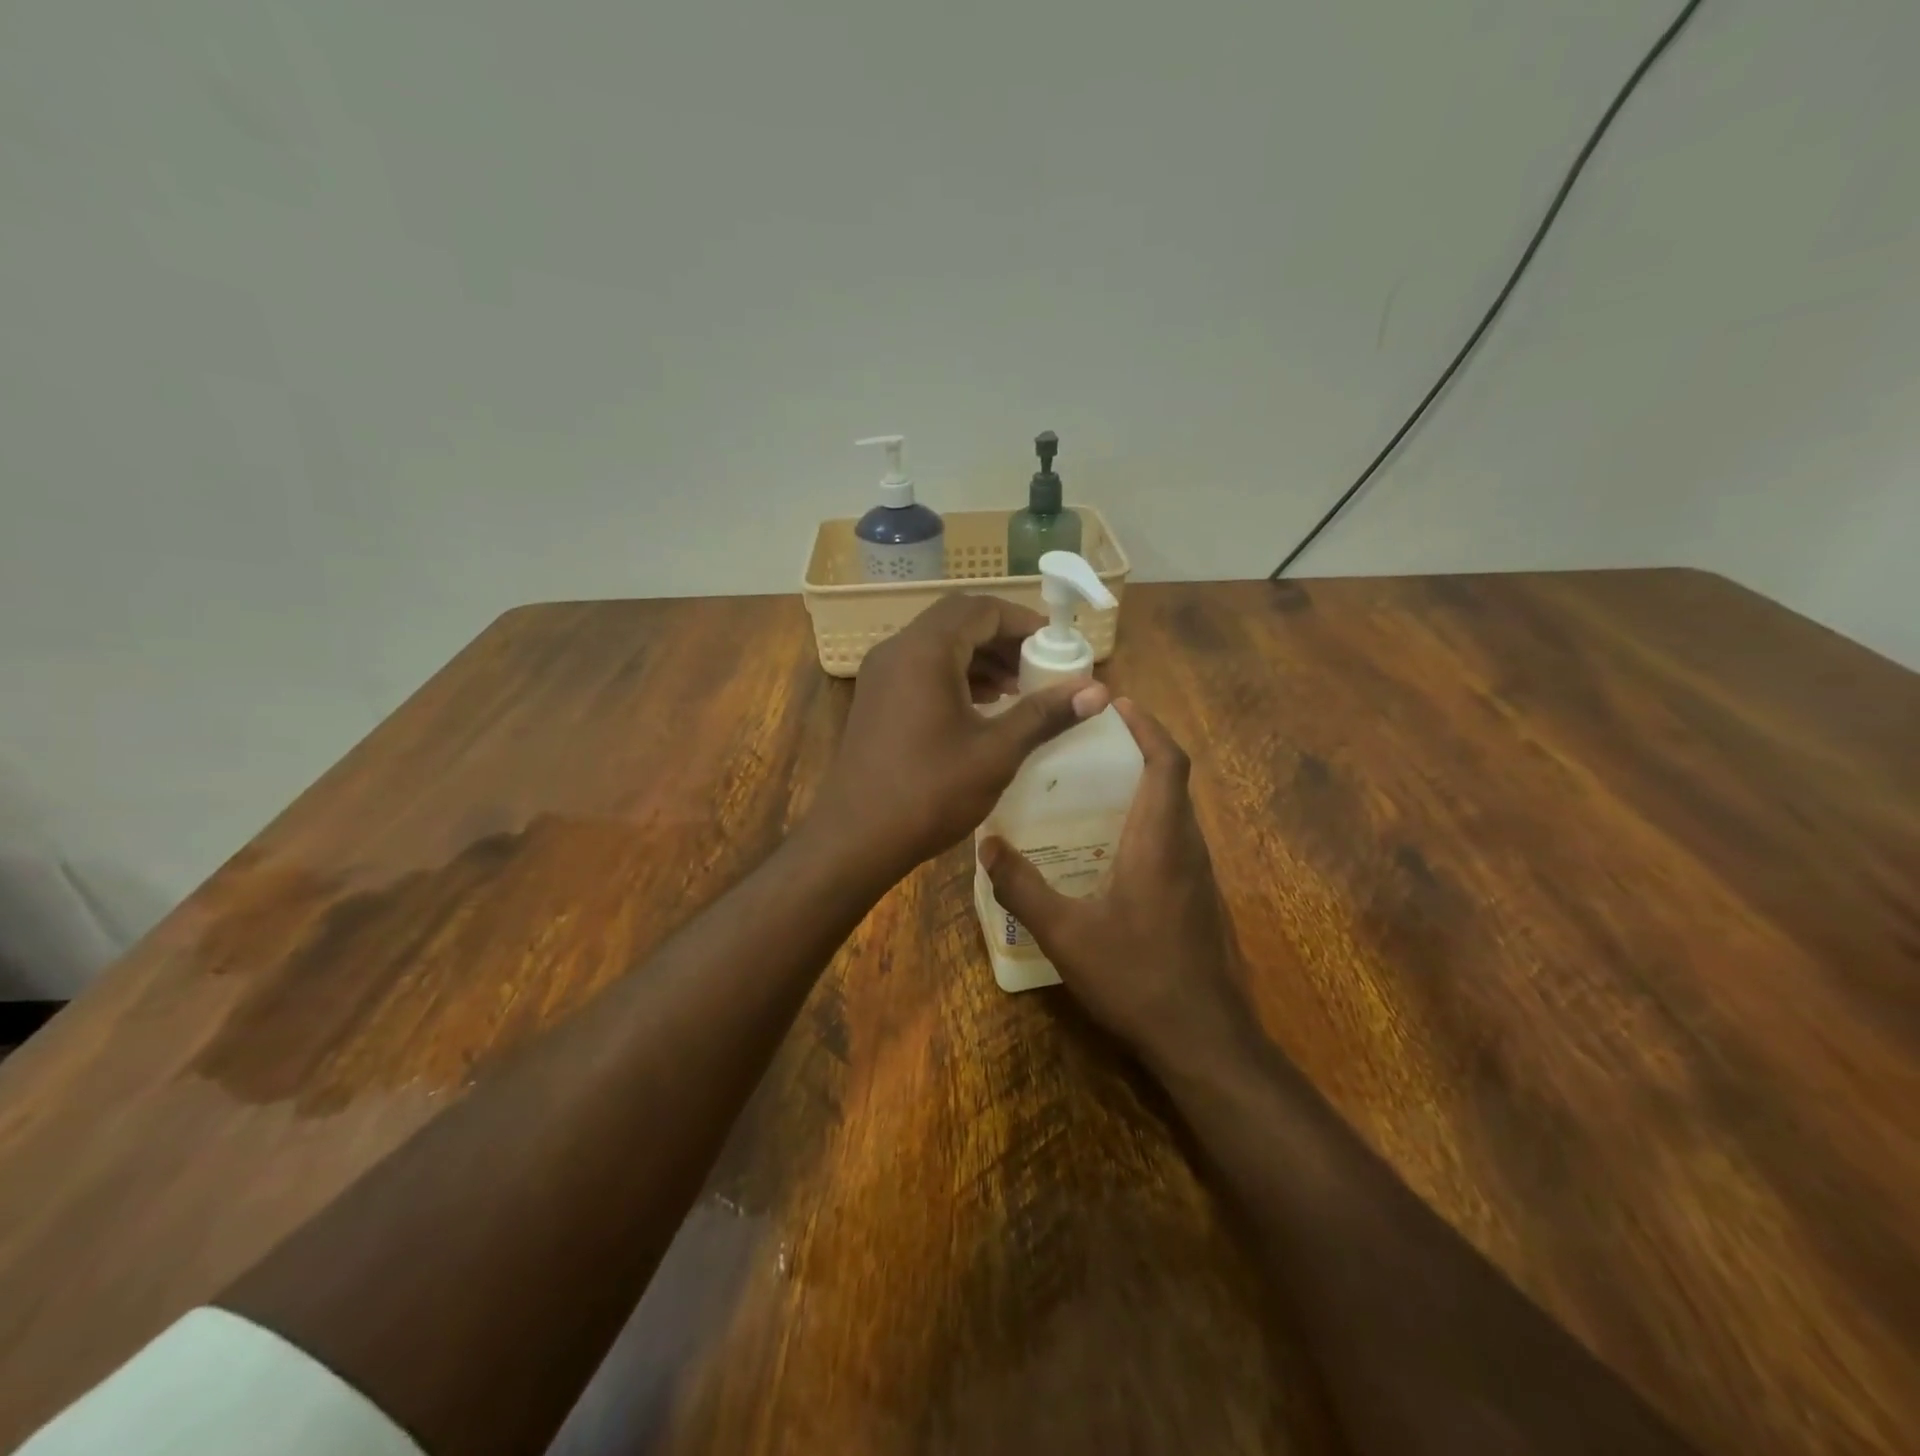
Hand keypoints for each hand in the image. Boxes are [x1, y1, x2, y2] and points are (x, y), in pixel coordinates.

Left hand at [812, 594, 1109, 875]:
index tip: (1058, 644)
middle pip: (958, 621)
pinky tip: (984, 705)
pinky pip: (922, 668)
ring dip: (980, 657)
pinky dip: (956, 675)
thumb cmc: (930, 792)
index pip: (981, 610)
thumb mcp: (996, 752)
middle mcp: (897, 650)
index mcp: (925, 651)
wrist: (856, 838)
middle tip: (1040, 665)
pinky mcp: (876, 699)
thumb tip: (1099, 691)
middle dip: (1003, 637)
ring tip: (1019, 687)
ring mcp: (881, 675)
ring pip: (938, 645)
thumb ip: (1045, 714)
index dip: (1024, 621)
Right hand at [979, 699, 1253, 1070]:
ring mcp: (1199, 875)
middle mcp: (1187, 847)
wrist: (1203, 1039)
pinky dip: (1149, 820)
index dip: (1148, 726)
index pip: (1167, 763)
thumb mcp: (1065, 933)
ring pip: (1176, 811)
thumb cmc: (1136, 977)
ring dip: (1145, 785)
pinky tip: (1110, 846)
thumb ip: (1023, 886)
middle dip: (1140, 749)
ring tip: (1094, 784)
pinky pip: (1175, 840)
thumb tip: (987, 845)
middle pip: (1173, 780)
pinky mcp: (1199, 899)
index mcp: (1159, 840)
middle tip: (1091, 741)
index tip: (1118, 704)